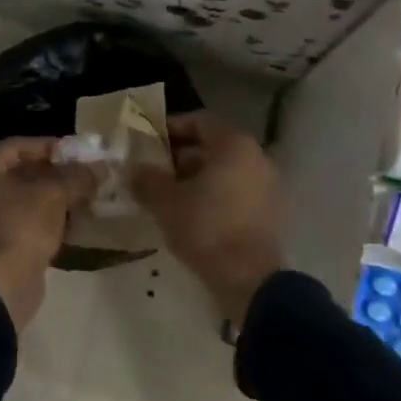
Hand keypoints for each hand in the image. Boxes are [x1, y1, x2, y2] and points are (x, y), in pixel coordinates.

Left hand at [0, 138, 94, 329]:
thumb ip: (77, 177)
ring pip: (19, 197)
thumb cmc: (21, 226)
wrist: (2, 285)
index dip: (49, 146)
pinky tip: (69, 218)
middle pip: (17, 172)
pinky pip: (19, 220)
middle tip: (81, 173)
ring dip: (49, 195)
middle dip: (52, 172)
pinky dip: (42, 216)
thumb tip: (101, 167)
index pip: (16, 146)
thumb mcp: (54, 194)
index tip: (77, 152)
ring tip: (80, 194)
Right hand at [131, 112, 285, 326]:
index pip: (199, 121)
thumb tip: (131, 169)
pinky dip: (214, 196)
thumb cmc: (206, 228)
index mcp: (234, 145)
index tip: (148, 142)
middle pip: (213, 147)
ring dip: (196, 178)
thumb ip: (146, 180)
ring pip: (225, 171)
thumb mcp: (166, 202)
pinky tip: (191, 214)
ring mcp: (267, 185)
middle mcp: (256, 157)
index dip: (171, 128)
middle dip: (181, 157)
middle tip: (153, 171)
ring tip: (167, 195)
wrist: (249, 278)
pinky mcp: (269, 212)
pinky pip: (236, 192)